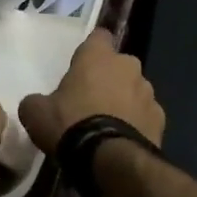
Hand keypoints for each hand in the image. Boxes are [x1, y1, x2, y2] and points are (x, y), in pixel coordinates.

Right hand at [18, 31, 165, 157]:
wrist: (109, 159)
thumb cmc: (70, 124)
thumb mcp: (36, 113)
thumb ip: (36, 102)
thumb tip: (36, 104)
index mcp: (98, 56)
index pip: (99, 37)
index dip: (91, 49)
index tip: (82, 65)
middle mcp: (128, 66)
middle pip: (118, 65)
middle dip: (108, 78)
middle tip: (90, 100)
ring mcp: (148, 92)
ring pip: (135, 90)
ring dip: (125, 100)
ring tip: (108, 124)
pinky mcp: (160, 119)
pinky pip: (146, 115)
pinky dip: (137, 123)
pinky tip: (123, 140)